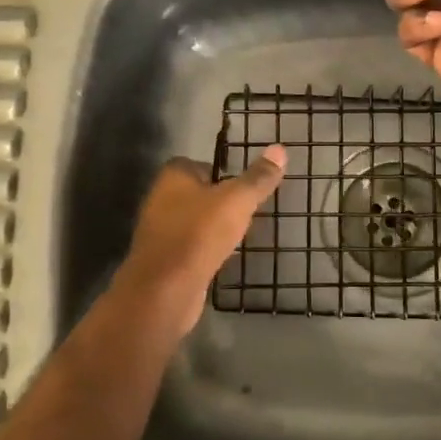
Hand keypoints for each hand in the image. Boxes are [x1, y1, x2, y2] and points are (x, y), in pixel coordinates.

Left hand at [115, 147, 286, 335]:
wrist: (166, 290)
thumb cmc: (199, 234)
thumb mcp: (237, 201)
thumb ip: (258, 178)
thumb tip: (279, 149)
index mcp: (173, 177)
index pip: (198, 164)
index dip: (221, 171)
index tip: (244, 183)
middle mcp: (161, 199)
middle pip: (196, 193)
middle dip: (219, 200)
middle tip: (248, 208)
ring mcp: (160, 232)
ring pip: (193, 221)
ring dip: (213, 226)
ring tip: (241, 233)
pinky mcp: (164, 261)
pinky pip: (191, 247)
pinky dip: (206, 249)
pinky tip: (225, 257)